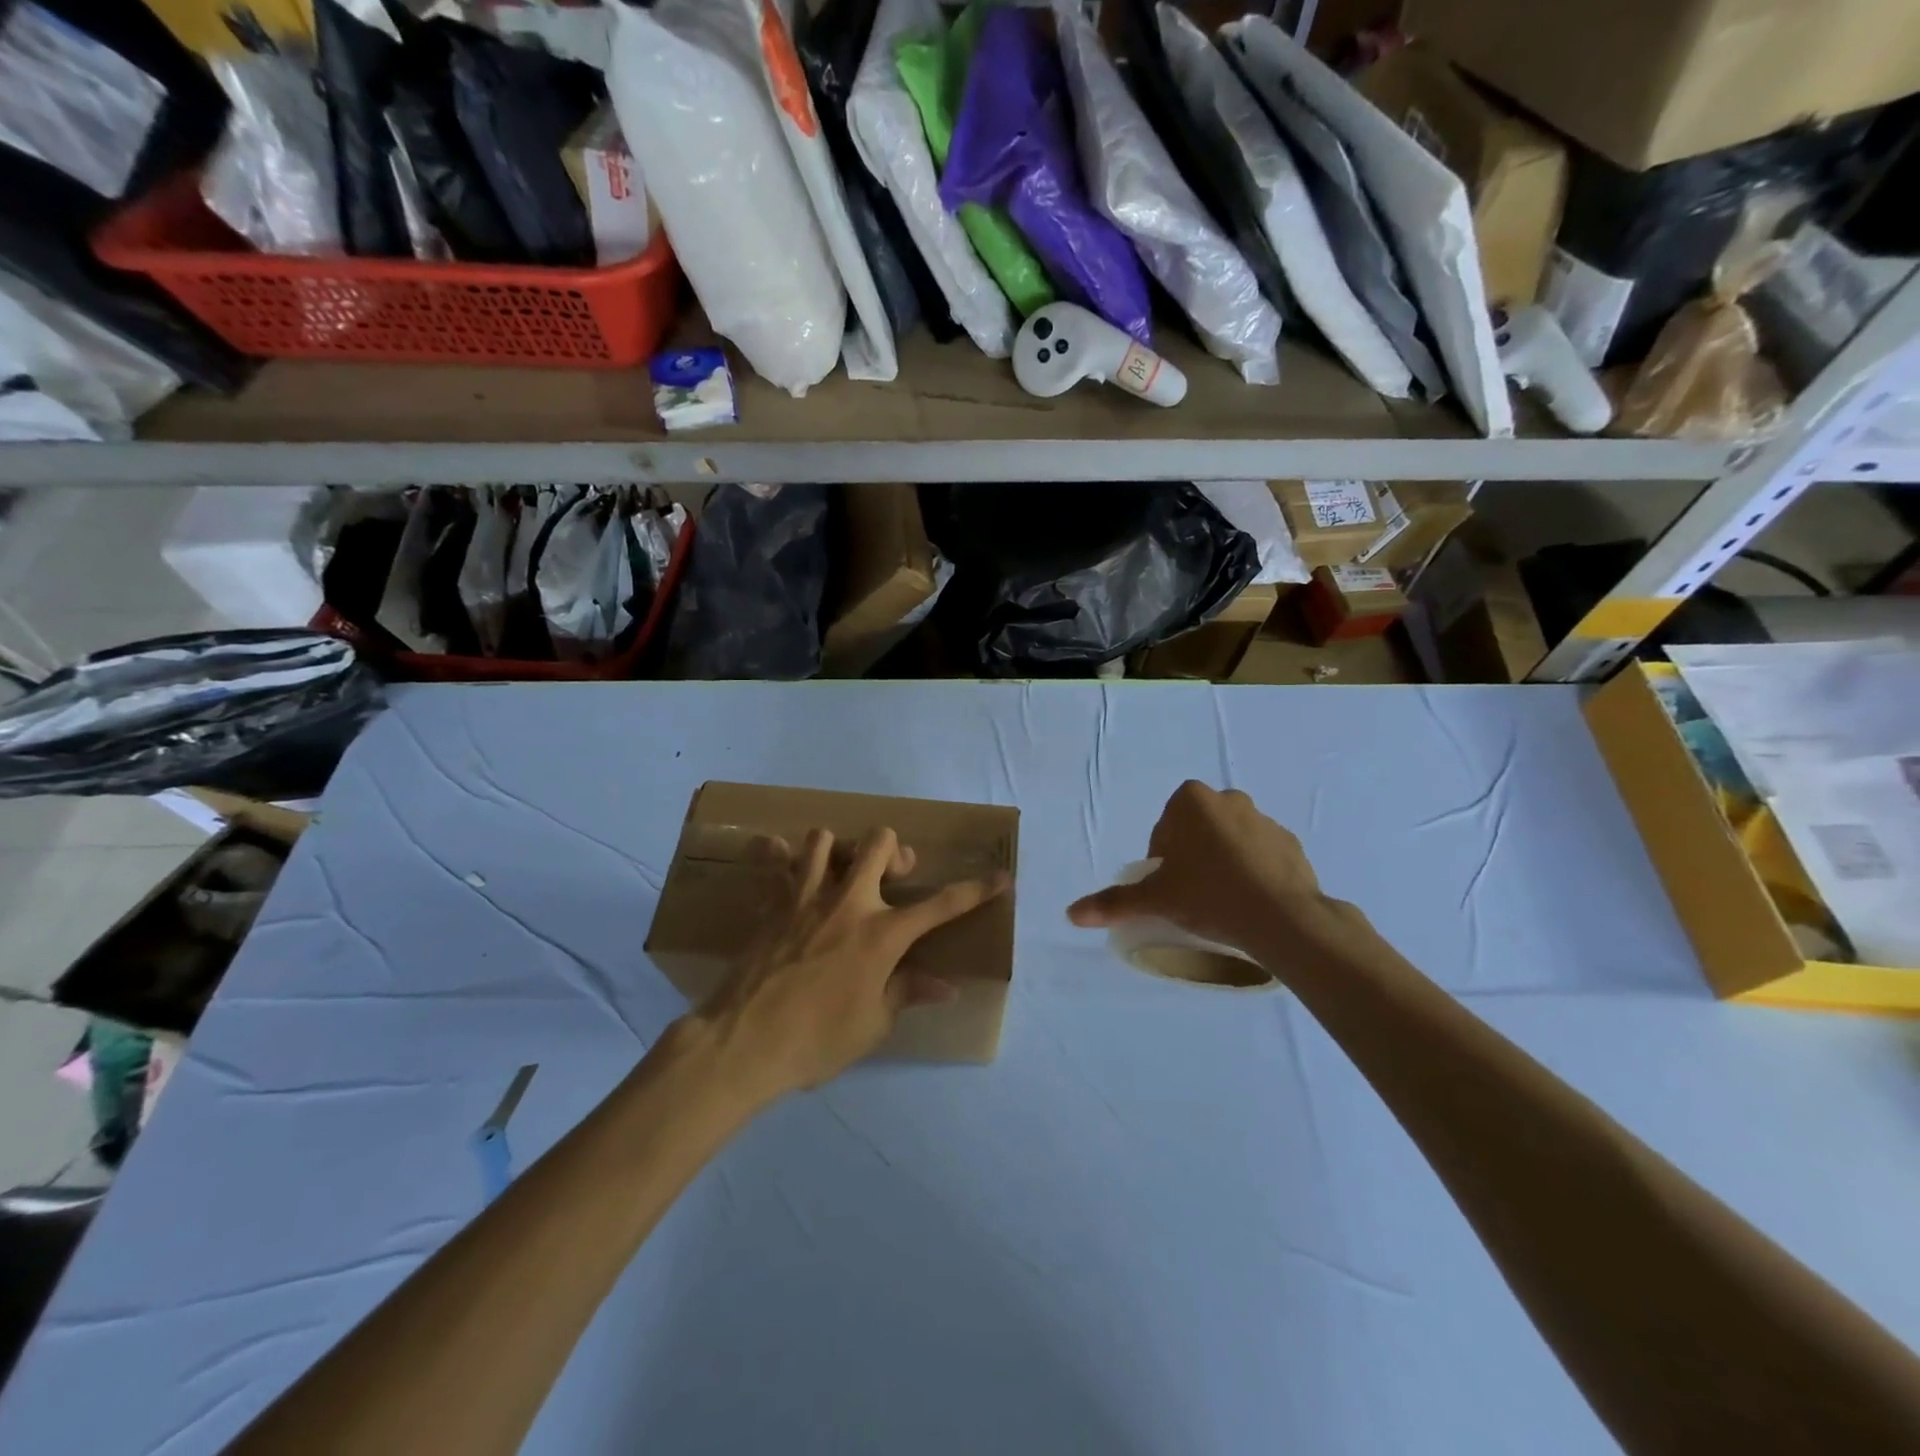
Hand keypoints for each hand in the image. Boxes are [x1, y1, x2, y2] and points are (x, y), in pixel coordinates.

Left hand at [694, 827, 1010, 1102]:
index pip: (942, 905)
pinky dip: (778, 858)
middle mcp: (849, 902)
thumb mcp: (873, 1024)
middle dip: (895, 851)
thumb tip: (946, 986)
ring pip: (824, 838)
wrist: (743, 1044)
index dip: (977, 890)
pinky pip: (773, 861)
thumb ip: (907, 992)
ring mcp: (806, 897)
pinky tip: (783, 869)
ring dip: (837, 851)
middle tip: (893, 878)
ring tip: (838, 875)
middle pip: (880, 842)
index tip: (1002, 877)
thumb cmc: (817, 1041)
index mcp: (882, 934)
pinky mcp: (771, 903)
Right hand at [1067, 781, 1359, 956]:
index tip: (1168, 887)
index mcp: (1192, 800)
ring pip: (1231, 841)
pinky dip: (1254, 872)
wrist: (1282, 918)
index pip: (1165, 828)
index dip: (1162, 859)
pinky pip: (1262, 855)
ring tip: (1222, 902)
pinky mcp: (1292, 844)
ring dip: (1223, 862)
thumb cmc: (1209, 896)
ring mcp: (1265, 820)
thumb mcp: (1155, 899)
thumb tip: (1072, 914)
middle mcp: (1229, 799)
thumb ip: (1114, 902)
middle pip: (1198, 830)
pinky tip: (1251, 902)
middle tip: (1190, 894)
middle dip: (1192, 856)